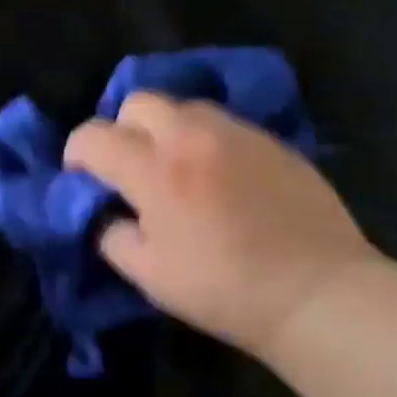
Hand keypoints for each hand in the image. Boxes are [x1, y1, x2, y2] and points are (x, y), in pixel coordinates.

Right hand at [63, 91, 380, 364]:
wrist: (319, 293)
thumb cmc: (225, 290)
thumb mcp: (150, 276)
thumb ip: (112, 236)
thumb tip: (107, 214)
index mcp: (155, 171)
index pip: (93, 136)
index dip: (77, 156)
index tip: (84, 180)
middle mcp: (192, 136)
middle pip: (137, 102)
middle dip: (121, 130)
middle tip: (131, 169)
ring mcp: (237, 133)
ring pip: (183, 107)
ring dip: (165, 130)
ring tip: (176, 170)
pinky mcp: (271, 141)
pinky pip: (223, 124)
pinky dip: (204, 141)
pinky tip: (219, 178)